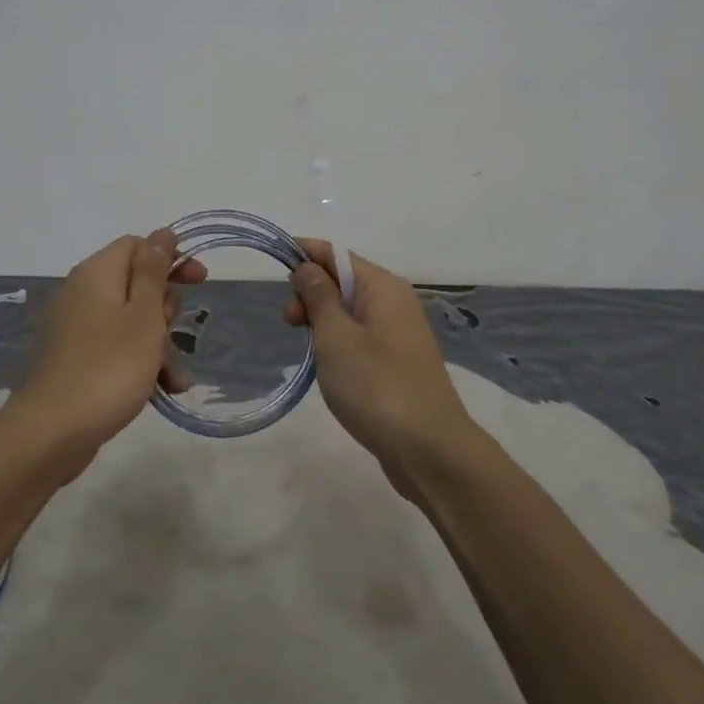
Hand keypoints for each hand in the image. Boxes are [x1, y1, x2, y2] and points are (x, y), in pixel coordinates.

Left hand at [7, 228, 206, 476]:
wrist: (51, 433)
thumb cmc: (108, 367)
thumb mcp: (143, 315)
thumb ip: (154, 272)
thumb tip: (162, 233)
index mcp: (97, 273)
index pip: (138, 246)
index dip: (170, 259)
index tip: (199, 282)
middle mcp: (82, 293)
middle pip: (136, 283)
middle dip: (166, 309)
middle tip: (174, 333)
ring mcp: (77, 328)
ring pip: (131, 320)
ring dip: (160, 343)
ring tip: (177, 377)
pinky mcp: (77, 359)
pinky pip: (116, 348)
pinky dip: (140, 362)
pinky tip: (164, 389)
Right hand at [283, 239, 478, 497]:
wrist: (430, 450)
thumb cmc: (376, 386)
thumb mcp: (335, 337)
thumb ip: (318, 297)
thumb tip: (308, 266)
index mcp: (382, 286)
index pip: (335, 254)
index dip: (303, 253)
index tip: (273, 265)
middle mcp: (395, 301)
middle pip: (343, 280)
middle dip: (311, 292)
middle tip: (289, 323)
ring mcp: (399, 332)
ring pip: (350, 310)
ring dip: (323, 319)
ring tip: (307, 348)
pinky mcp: (398, 361)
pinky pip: (361, 335)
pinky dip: (339, 340)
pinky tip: (328, 364)